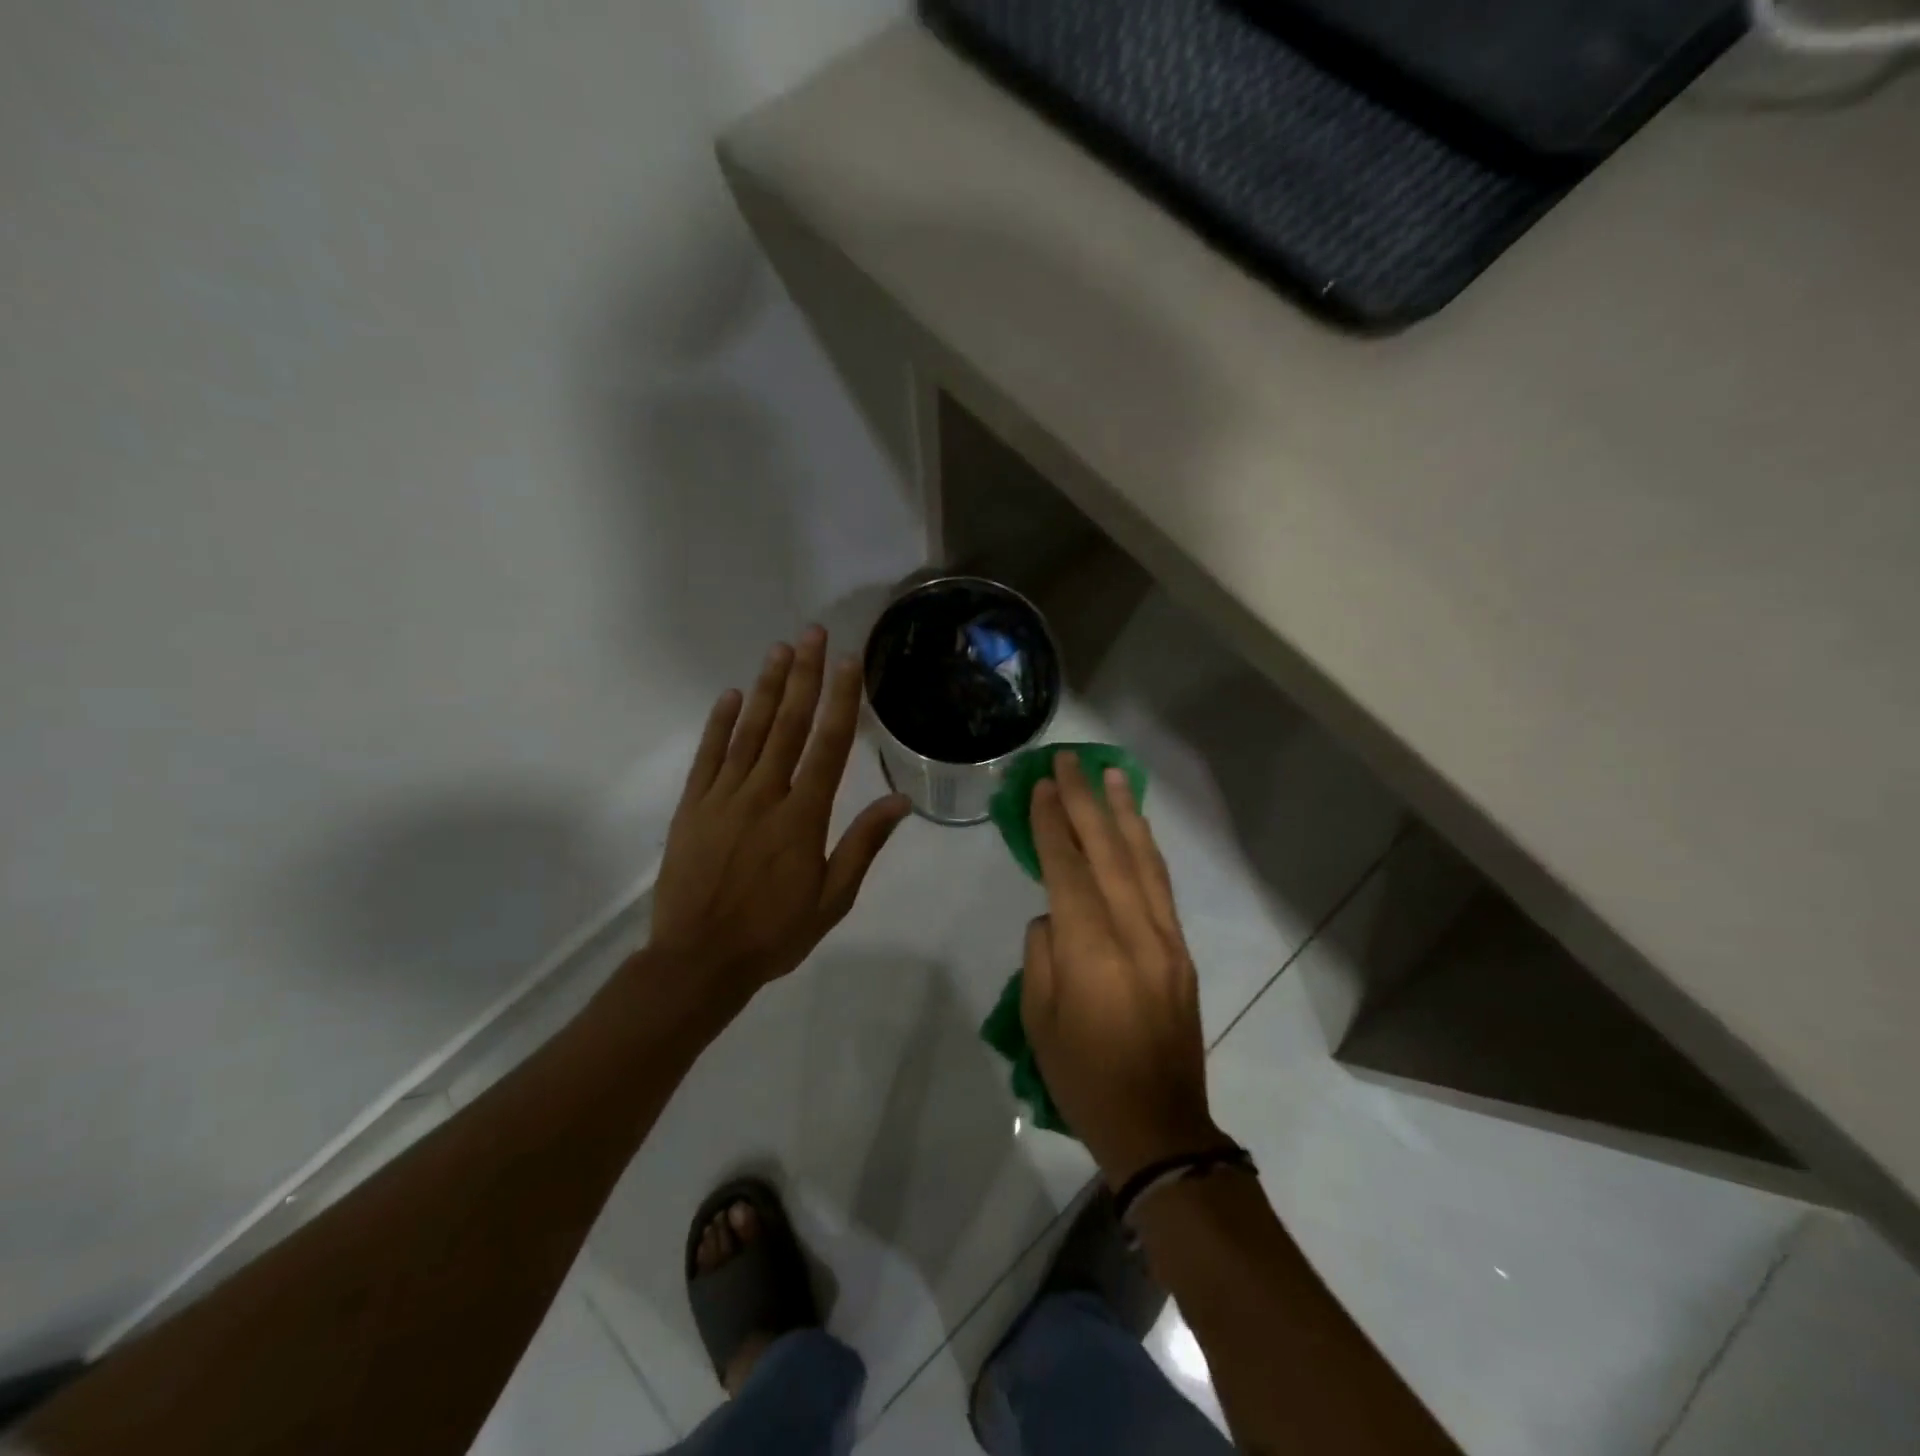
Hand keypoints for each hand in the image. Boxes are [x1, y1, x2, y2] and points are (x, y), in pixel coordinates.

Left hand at [648, 626, 910, 1003]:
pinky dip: (719, 723)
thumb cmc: (774, 933)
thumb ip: (863, 845)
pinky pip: (708, 756)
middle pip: (788, 725)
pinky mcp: (693, 807)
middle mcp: (765, 794)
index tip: (848, 661)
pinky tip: (729, 696)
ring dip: (765, 688)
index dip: (841, 699)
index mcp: (803, 816)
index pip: (828, 745)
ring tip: (778, 650)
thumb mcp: (833, 899)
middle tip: (811, 633)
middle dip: (803, 676)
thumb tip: (900, 800)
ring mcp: (724, 797)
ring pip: (748, 731)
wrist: (698, 961)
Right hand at [1023, 753, 1228, 1186]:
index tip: (1042, 785)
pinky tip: (1135, 827)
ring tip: (1110, 774)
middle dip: (1085, 802)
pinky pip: (1160, 886)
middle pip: (1108, 852)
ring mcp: (1166, 940)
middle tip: (1069, 760)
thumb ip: (1044, 952)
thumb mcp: (1040, 1018)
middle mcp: (1135, 934)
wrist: (1159, 1127)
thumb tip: (1056, 912)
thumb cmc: (1084, 1078)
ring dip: (1123, 813)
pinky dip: (1145, 848)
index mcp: (1092, 952)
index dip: (1053, 825)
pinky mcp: (1181, 951)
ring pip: (1143, 861)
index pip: (1068, 870)